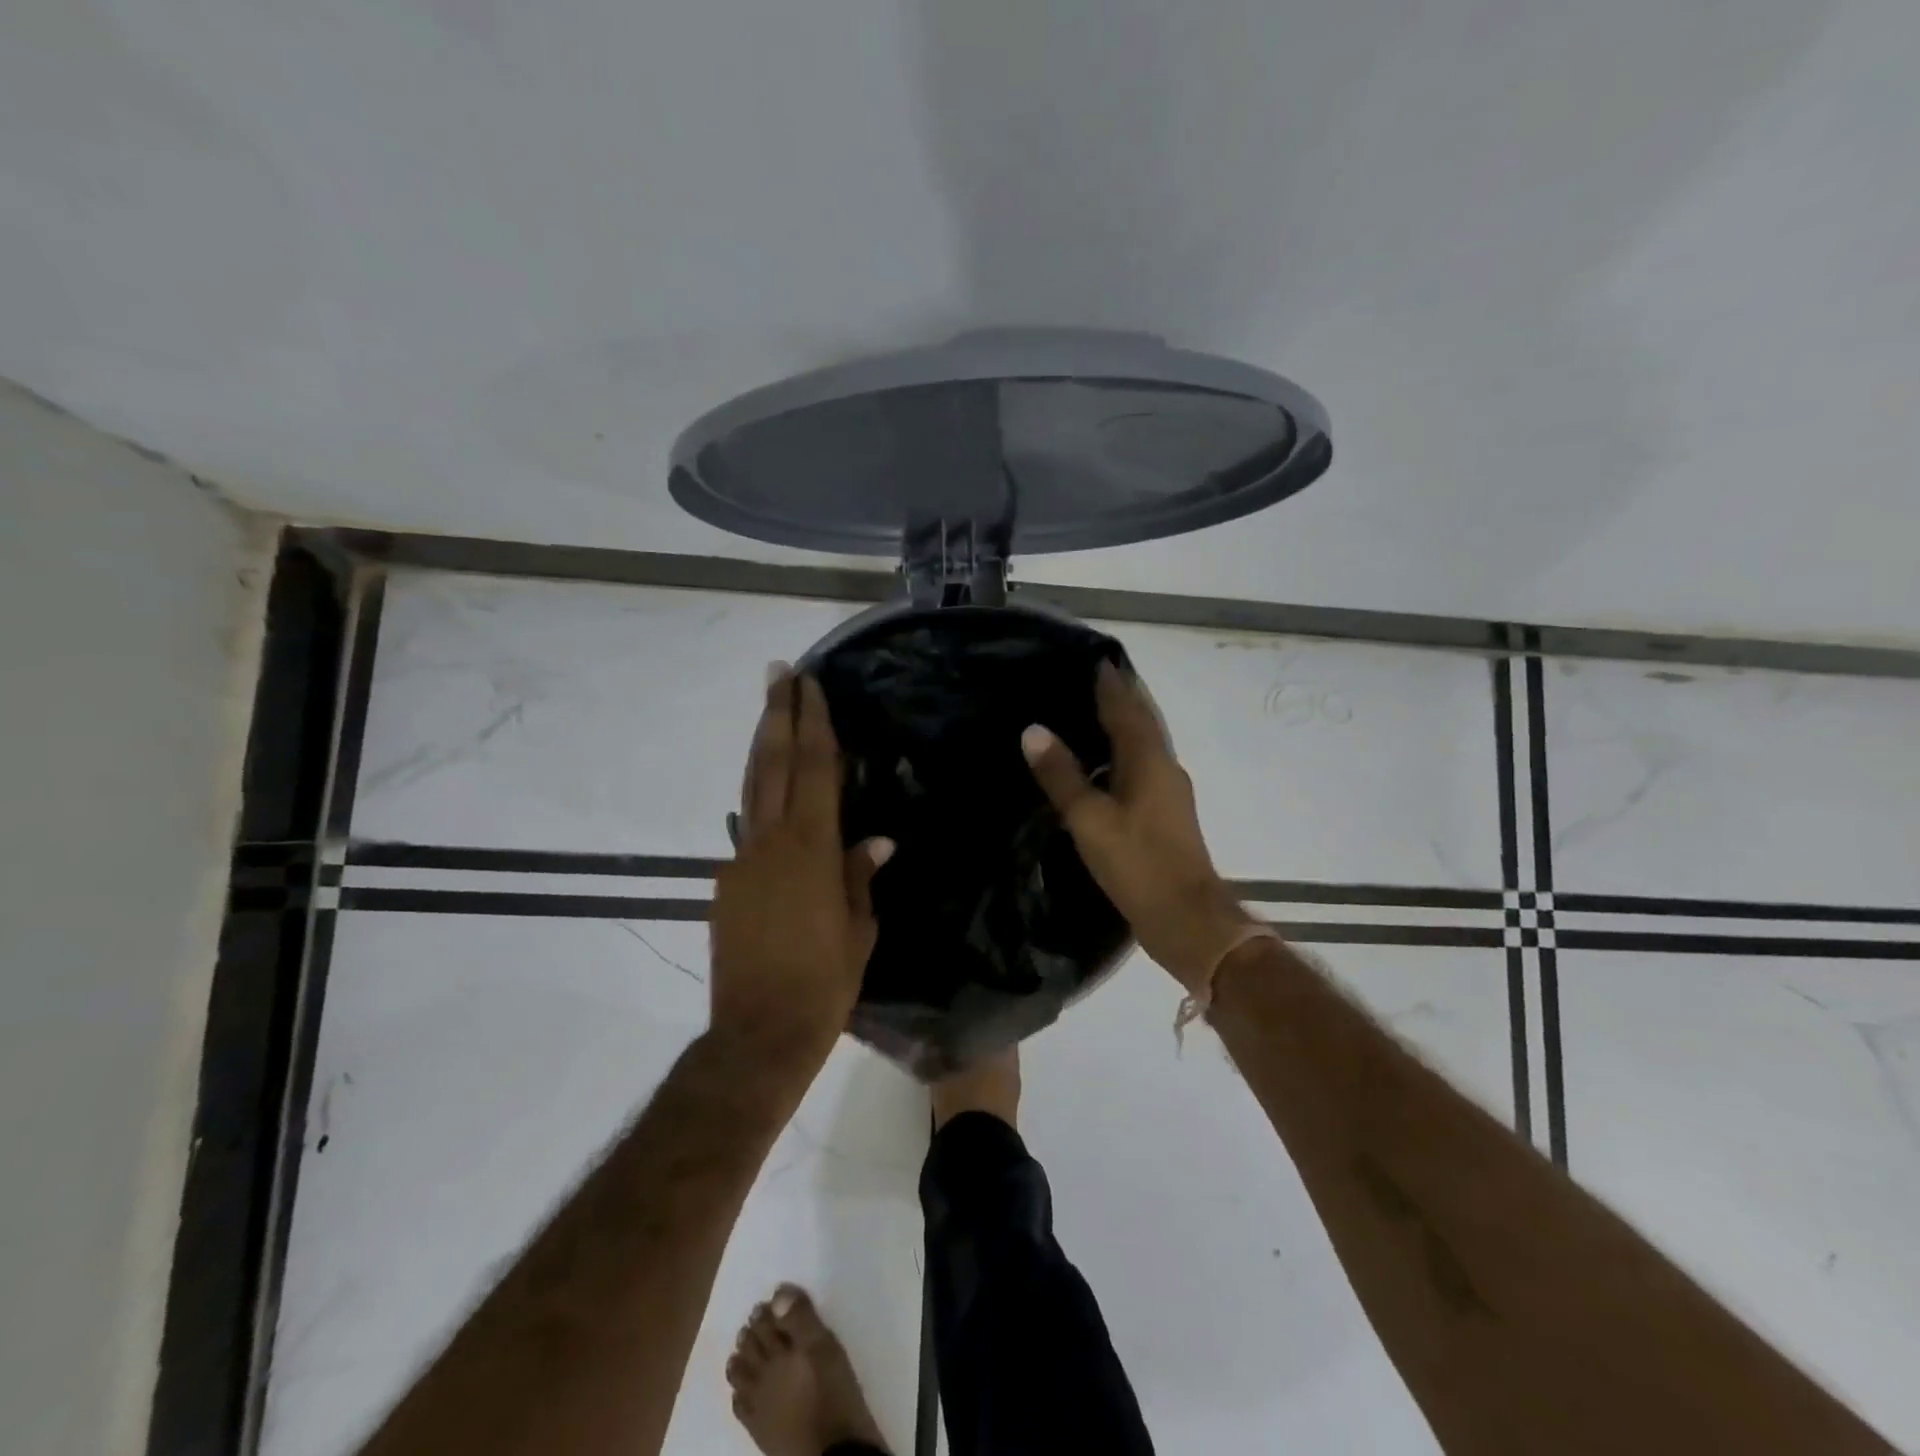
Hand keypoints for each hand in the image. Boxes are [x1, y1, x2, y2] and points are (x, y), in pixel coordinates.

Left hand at [709, 667, 892, 1069]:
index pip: (815, 770)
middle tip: (778, 672)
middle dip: (777, 714)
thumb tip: (877, 840)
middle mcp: (770, 843)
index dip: (813, 723)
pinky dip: (759, 799)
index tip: (810, 684)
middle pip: (774, 764)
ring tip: (769, 709)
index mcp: (812, 850)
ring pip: (752, 789)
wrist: (757, 1034)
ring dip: (762, 745)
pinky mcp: (725, 884)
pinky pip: (747, 830)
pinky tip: (769, 793)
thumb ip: (860, 876)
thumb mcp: (858, 929)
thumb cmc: (823, 983)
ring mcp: (741, 862)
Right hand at [1022, 662, 1255, 992]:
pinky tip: (1102, 767)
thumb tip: (1033, 730)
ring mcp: (1169, 792)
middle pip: (1141, 722)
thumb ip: (1062, 775)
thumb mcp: (1090, 820)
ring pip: (1144, 746)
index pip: (1127, 708)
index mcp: (1149, 760)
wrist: (1186, 918)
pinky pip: (1142, 769)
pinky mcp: (1166, 815)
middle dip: (1119, 698)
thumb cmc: (1137, 864)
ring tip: (1088, 715)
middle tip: (1087, 679)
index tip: (1094, 657)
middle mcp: (1164, 767)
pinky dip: (1122, 756)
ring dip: (1121, 727)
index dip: (1110, 683)